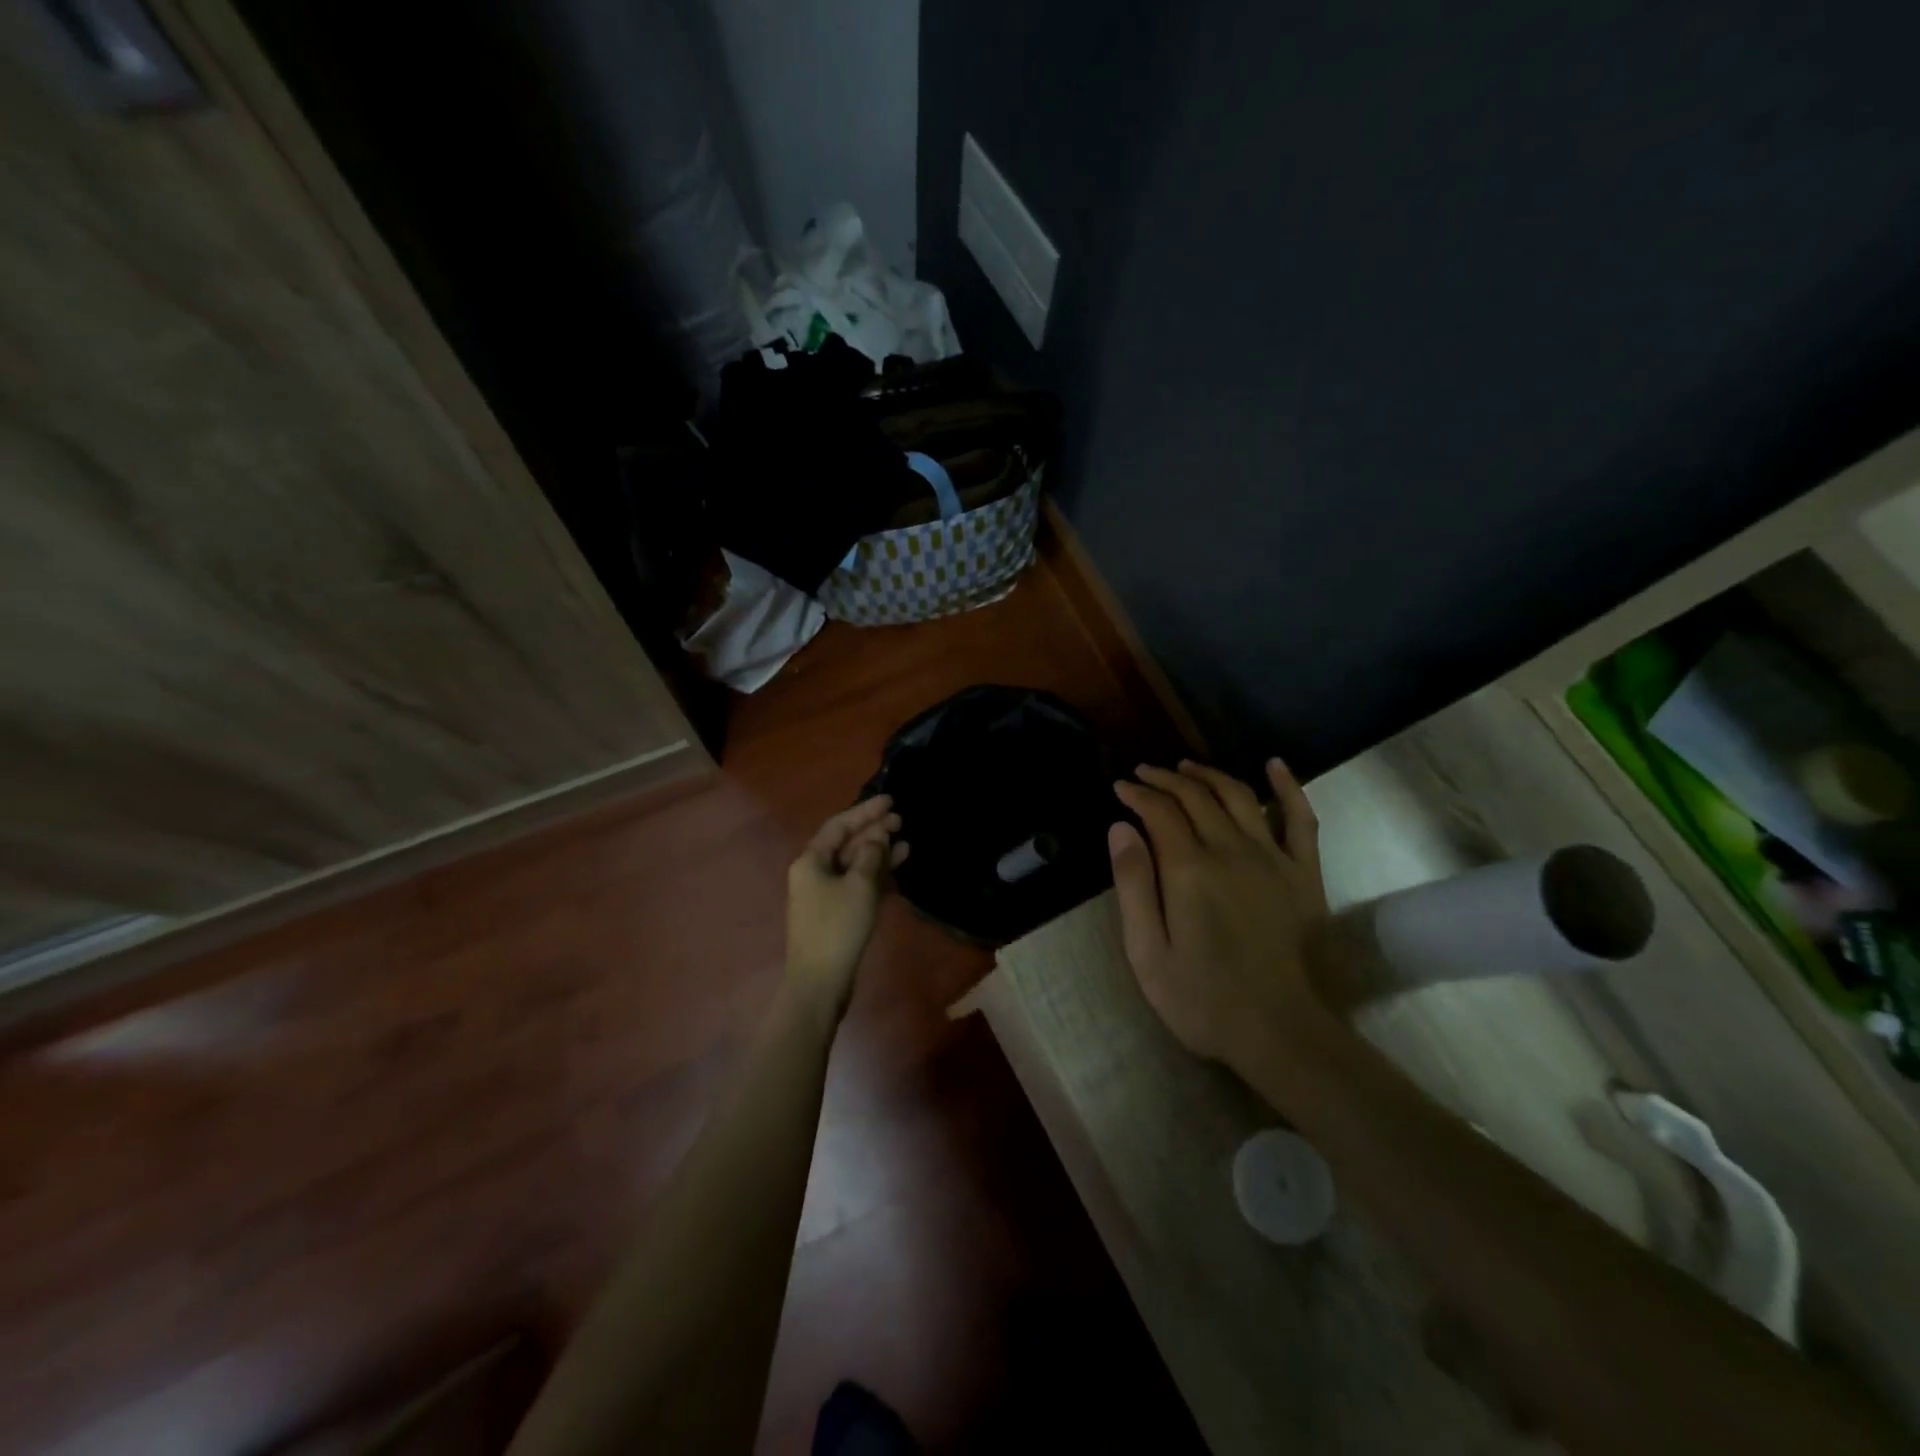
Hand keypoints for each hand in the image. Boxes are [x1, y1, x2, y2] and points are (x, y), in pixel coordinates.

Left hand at [785, 796, 908, 1019]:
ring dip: (878, 854)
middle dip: (873, 831)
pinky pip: (857, 884)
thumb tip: (877, 837)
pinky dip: (876, 876)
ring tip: (906, 844)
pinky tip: (896, 871)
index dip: (865, 811)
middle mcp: (814, 873)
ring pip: (854, 864)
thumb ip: (871, 855)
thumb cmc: (837, 928)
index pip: (839, 825)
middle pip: (846, 843)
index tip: (891, 801)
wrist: (820, 982)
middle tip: (902, 820)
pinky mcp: (835, 914)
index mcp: (811, 860)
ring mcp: (824, 895)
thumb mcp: (860, 886)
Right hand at [1110, 759, 1330, 1079]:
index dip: (1137, 794)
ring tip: (1186, 767)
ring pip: (1239, 796)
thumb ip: (1133, 884)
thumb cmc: (1202, 999)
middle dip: (1165, 779)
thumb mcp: (1147, 951)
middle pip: (1196, 797)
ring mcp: (1273, 858)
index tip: (1120, 787)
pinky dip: (1287, 787)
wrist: (1281, 1033)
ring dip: (1209, 775)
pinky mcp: (1304, 873)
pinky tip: (1273, 765)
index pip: (1160, 812)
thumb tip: (1120, 827)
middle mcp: (1231, 851)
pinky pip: (1300, 818)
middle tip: (1144, 774)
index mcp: (1189, 869)